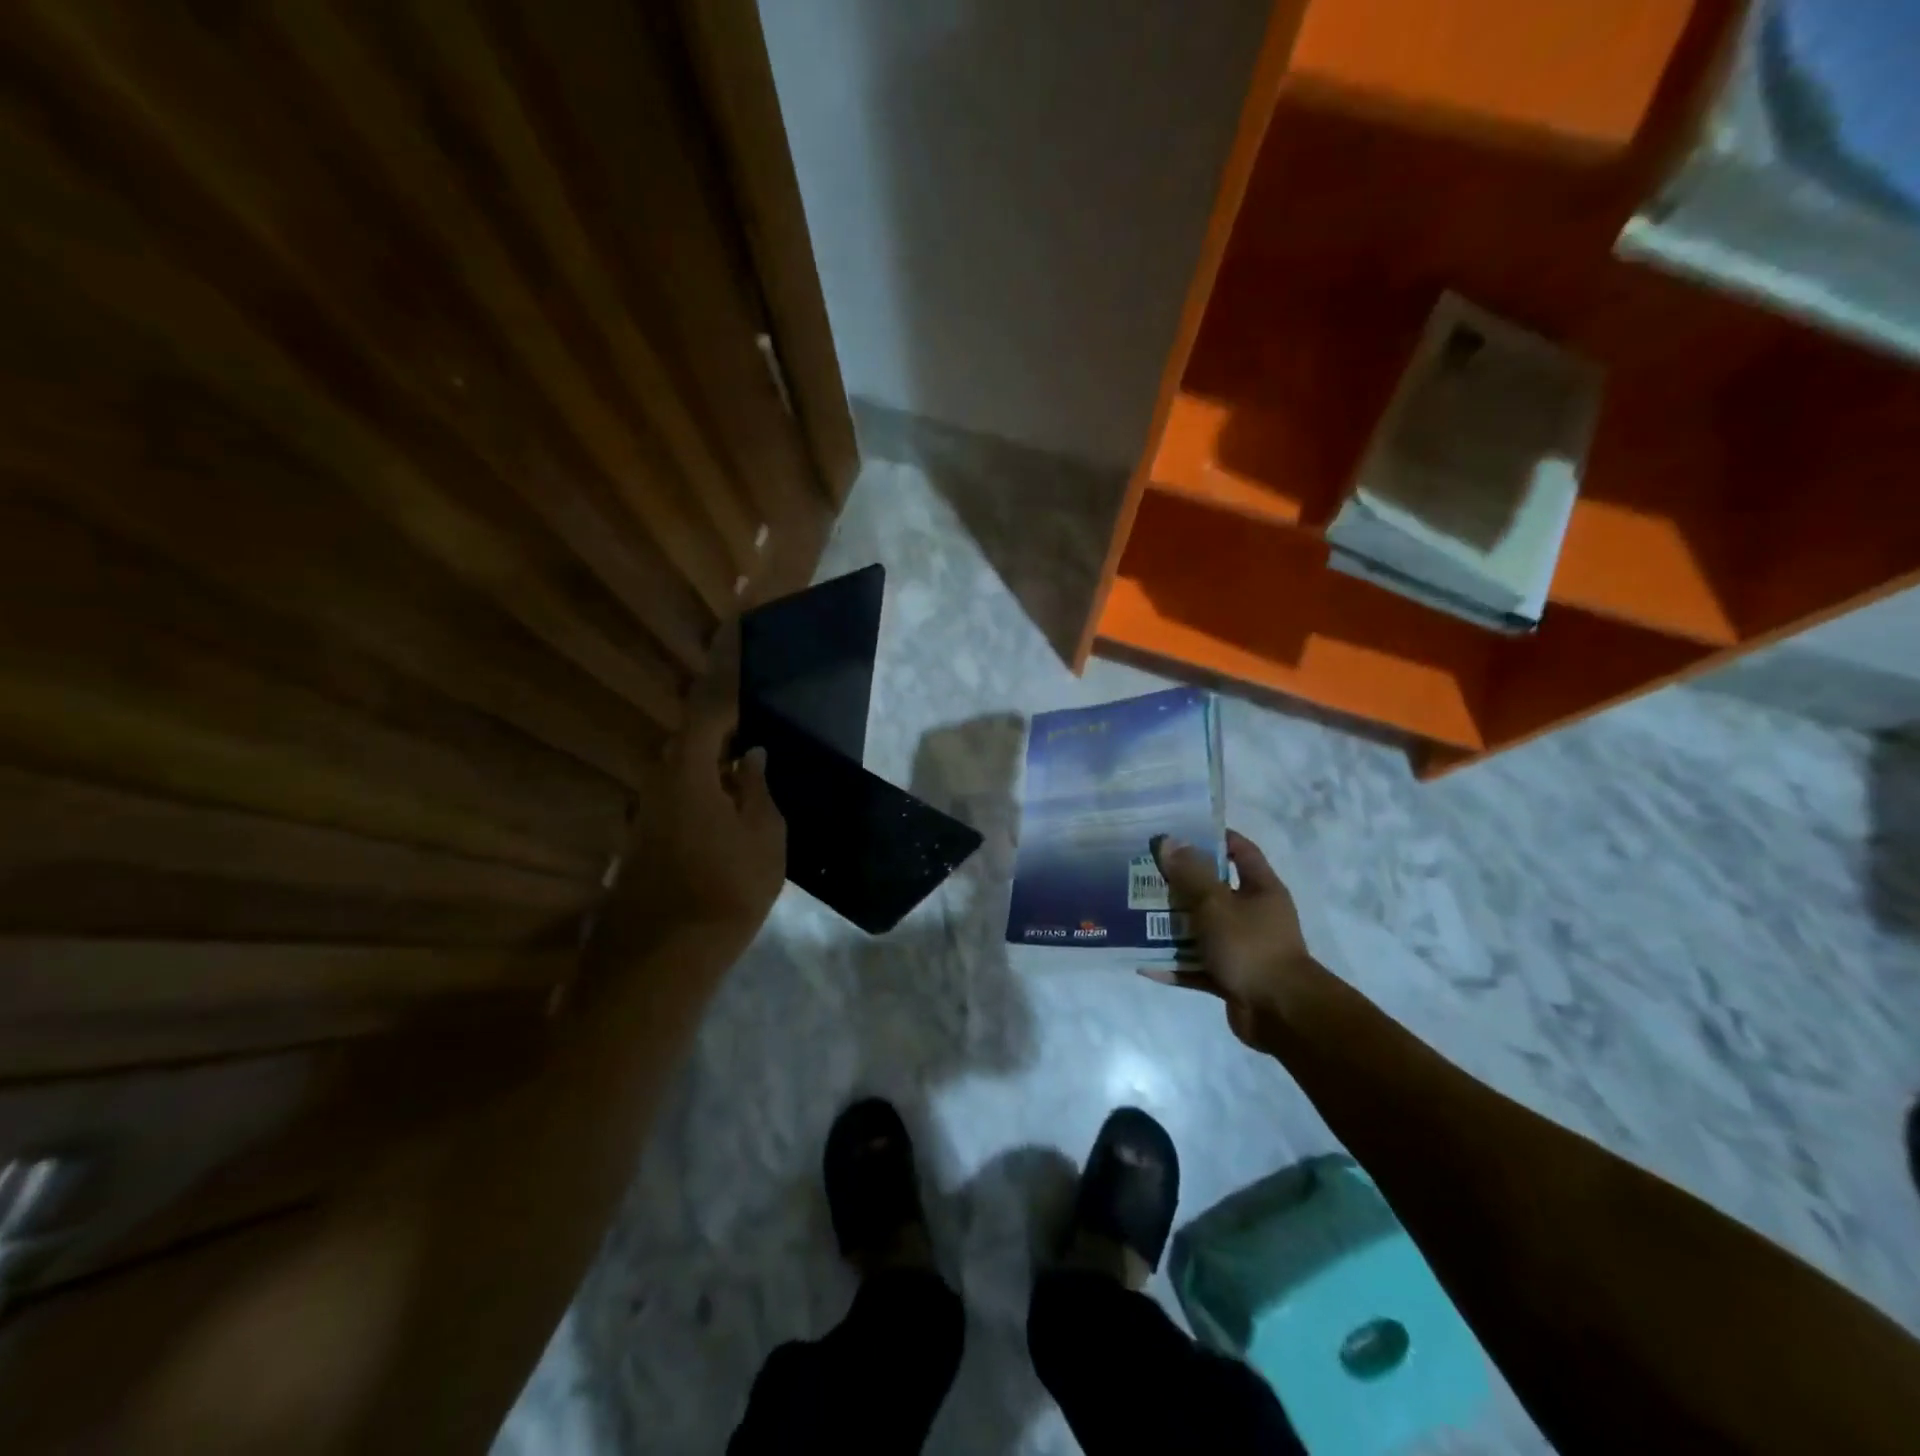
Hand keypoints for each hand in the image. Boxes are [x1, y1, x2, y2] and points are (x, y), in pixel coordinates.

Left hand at [601, 631, 785, 957]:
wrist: (663, 957)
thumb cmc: (726, 889)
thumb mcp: (764, 837)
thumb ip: (758, 789)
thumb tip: (751, 756)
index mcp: (688, 773)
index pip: (708, 712)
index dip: (726, 681)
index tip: (742, 652)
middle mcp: (659, 784)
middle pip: (691, 740)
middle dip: (721, 727)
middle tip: (756, 720)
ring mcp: (648, 816)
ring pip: (684, 772)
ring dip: (713, 762)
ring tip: (750, 764)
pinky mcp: (647, 842)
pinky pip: (680, 799)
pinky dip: (705, 790)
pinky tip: (730, 807)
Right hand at [1140, 829, 1314, 1048]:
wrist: (1281, 1013)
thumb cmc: (1250, 946)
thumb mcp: (1215, 903)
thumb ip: (1190, 873)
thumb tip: (1168, 841)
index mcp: (1260, 889)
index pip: (1240, 851)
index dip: (1214, 838)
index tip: (1179, 832)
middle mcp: (1254, 915)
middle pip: (1213, 891)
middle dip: (1180, 884)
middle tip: (1144, 874)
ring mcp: (1243, 947)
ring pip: (1201, 929)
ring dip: (1172, 926)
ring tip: (1135, 916)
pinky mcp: (1231, 977)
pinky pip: (1197, 966)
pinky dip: (1175, 964)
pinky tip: (1144, 963)